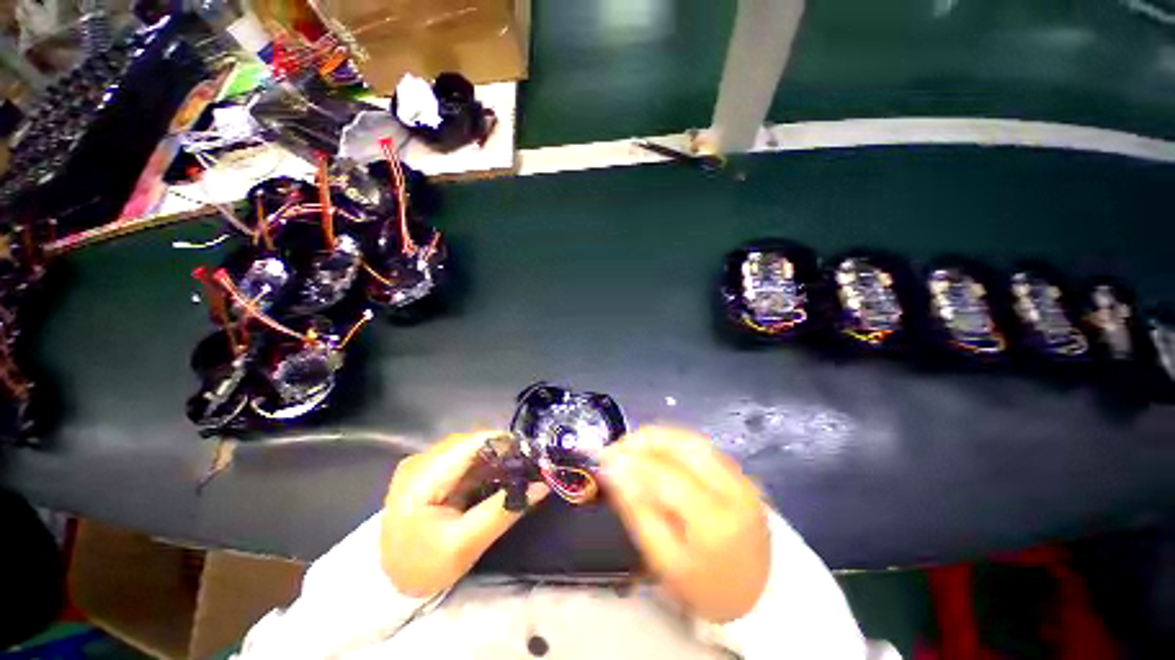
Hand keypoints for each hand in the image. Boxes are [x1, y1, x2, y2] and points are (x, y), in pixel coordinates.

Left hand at [381, 431, 548, 596]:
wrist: (390, 583)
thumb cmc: (424, 567)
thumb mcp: (466, 544)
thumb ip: (504, 511)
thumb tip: (542, 485)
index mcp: (422, 476)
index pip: (471, 443)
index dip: (505, 444)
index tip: (532, 457)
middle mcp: (421, 459)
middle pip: (472, 442)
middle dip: (503, 452)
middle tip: (527, 469)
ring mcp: (423, 463)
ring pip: (470, 448)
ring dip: (495, 458)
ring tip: (516, 474)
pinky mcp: (429, 470)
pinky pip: (464, 459)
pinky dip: (484, 466)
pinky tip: (496, 479)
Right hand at [600, 428, 769, 622]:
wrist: (762, 595)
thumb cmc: (707, 587)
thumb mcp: (665, 561)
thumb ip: (638, 512)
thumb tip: (614, 471)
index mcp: (715, 521)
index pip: (667, 476)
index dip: (632, 461)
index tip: (604, 458)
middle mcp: (733, 488)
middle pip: (683, 445)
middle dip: (643, 439)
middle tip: (616, 447)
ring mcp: (741, 476)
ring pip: (692, 439)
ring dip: (657, 436)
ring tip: (631, 445)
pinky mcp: (740, 472)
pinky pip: (701, 445)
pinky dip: (673, 440)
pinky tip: (655, 448)